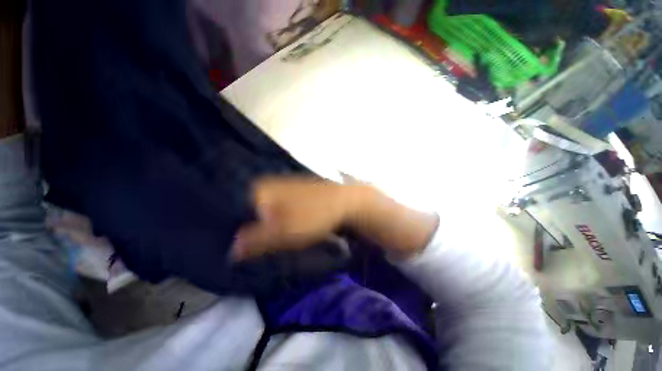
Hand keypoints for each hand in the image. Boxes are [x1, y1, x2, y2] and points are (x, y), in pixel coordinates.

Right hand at [232, 176, 438, 261]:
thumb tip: (231, 251)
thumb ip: (256, 241)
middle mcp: (271, 185)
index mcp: (263, 190)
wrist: (346, 202)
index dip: (237, 230)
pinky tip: (284, 226)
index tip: (240, 247)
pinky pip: (280, 205)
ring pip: (266, 208)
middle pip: (251, 209)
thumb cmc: (315, 215)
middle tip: (256, 244)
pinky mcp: (298, 191)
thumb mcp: (284, 232)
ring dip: (265, 224)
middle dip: (251, 227)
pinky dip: (278, 217)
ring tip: (269, 238)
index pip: (237, 210)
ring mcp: (285, 186)